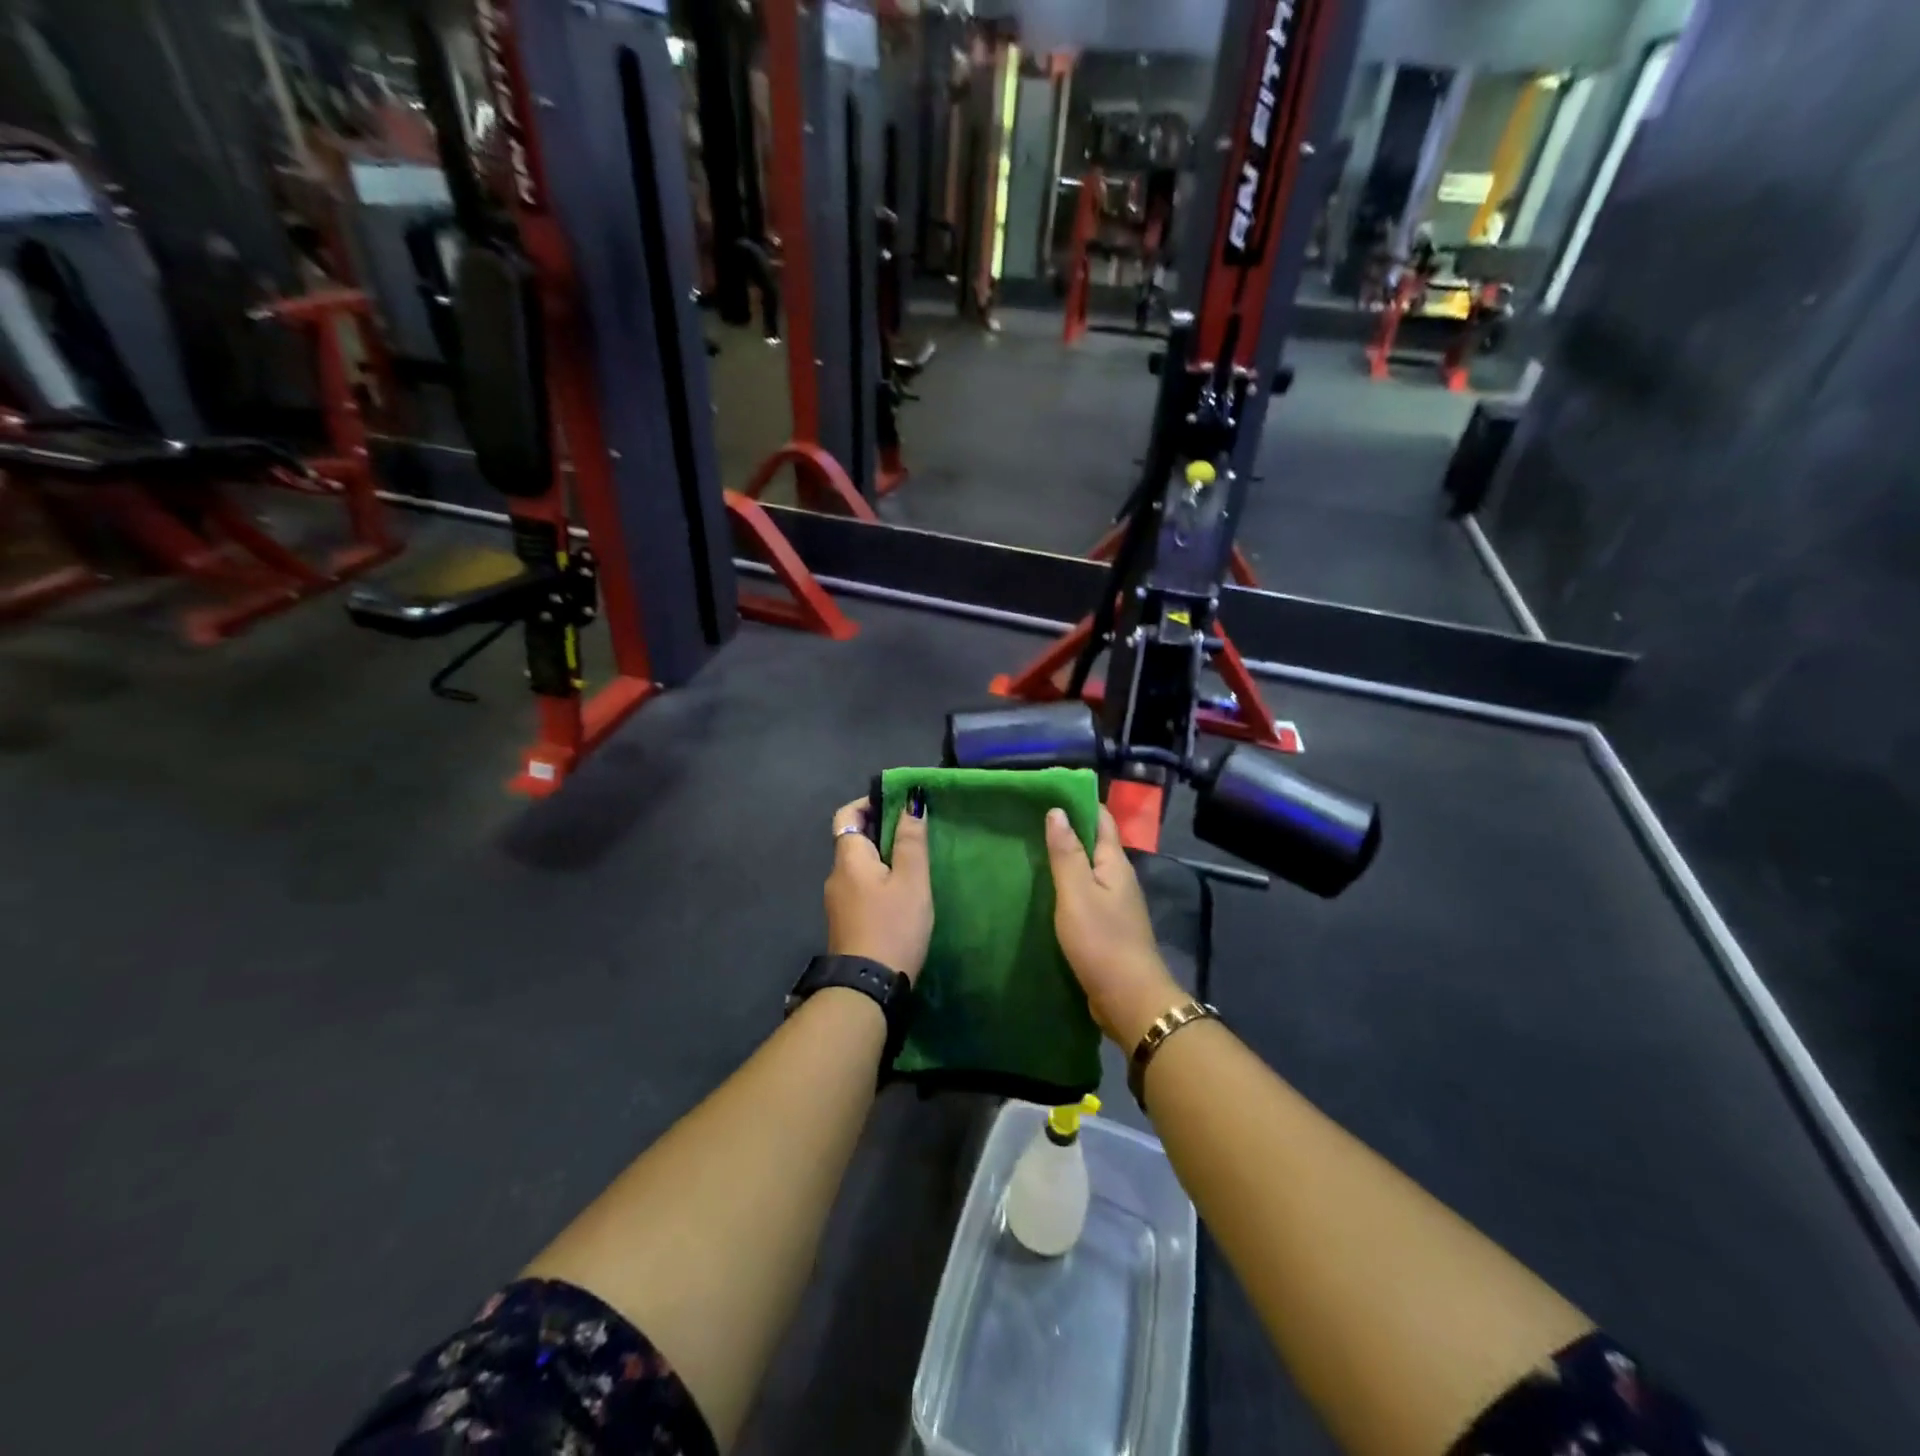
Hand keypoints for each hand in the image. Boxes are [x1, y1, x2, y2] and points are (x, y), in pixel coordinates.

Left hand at [824, 796, 933, 984]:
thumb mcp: (911, 881)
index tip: (898, 803)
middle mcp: (836, 875)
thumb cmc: (892, 926)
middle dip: (882, 830)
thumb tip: (912, 802)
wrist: (868, 987)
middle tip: (915, 832)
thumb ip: (911, 841)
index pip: (847, 814)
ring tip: (914, 862)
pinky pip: (861, 887)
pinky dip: (879, 879)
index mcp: (848, 859)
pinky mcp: (846, 921)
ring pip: (859, 866)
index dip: (869, 802)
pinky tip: (902, 893)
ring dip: (883, 857)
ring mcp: (838, 901)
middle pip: (854, 839)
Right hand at [1045, 806, 1184, 1046]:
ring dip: (1066, 860)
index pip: (1102, 820)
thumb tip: (1057, 811)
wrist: (1129, 999)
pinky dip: (1067, 888)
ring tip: (1031, 852)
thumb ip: (1066, 853)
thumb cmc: (1101, 940)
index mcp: (1115, 864)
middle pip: (1095, 844)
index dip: (1079, 803)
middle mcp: (1119, 879)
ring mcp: (1115, 905)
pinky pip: (1085, 897)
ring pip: (1088, 872)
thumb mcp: (1077, 893)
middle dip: (1068, 830)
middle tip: (1030, 820)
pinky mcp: (1107, 929)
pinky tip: (1045, 893)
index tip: (1049, 792)